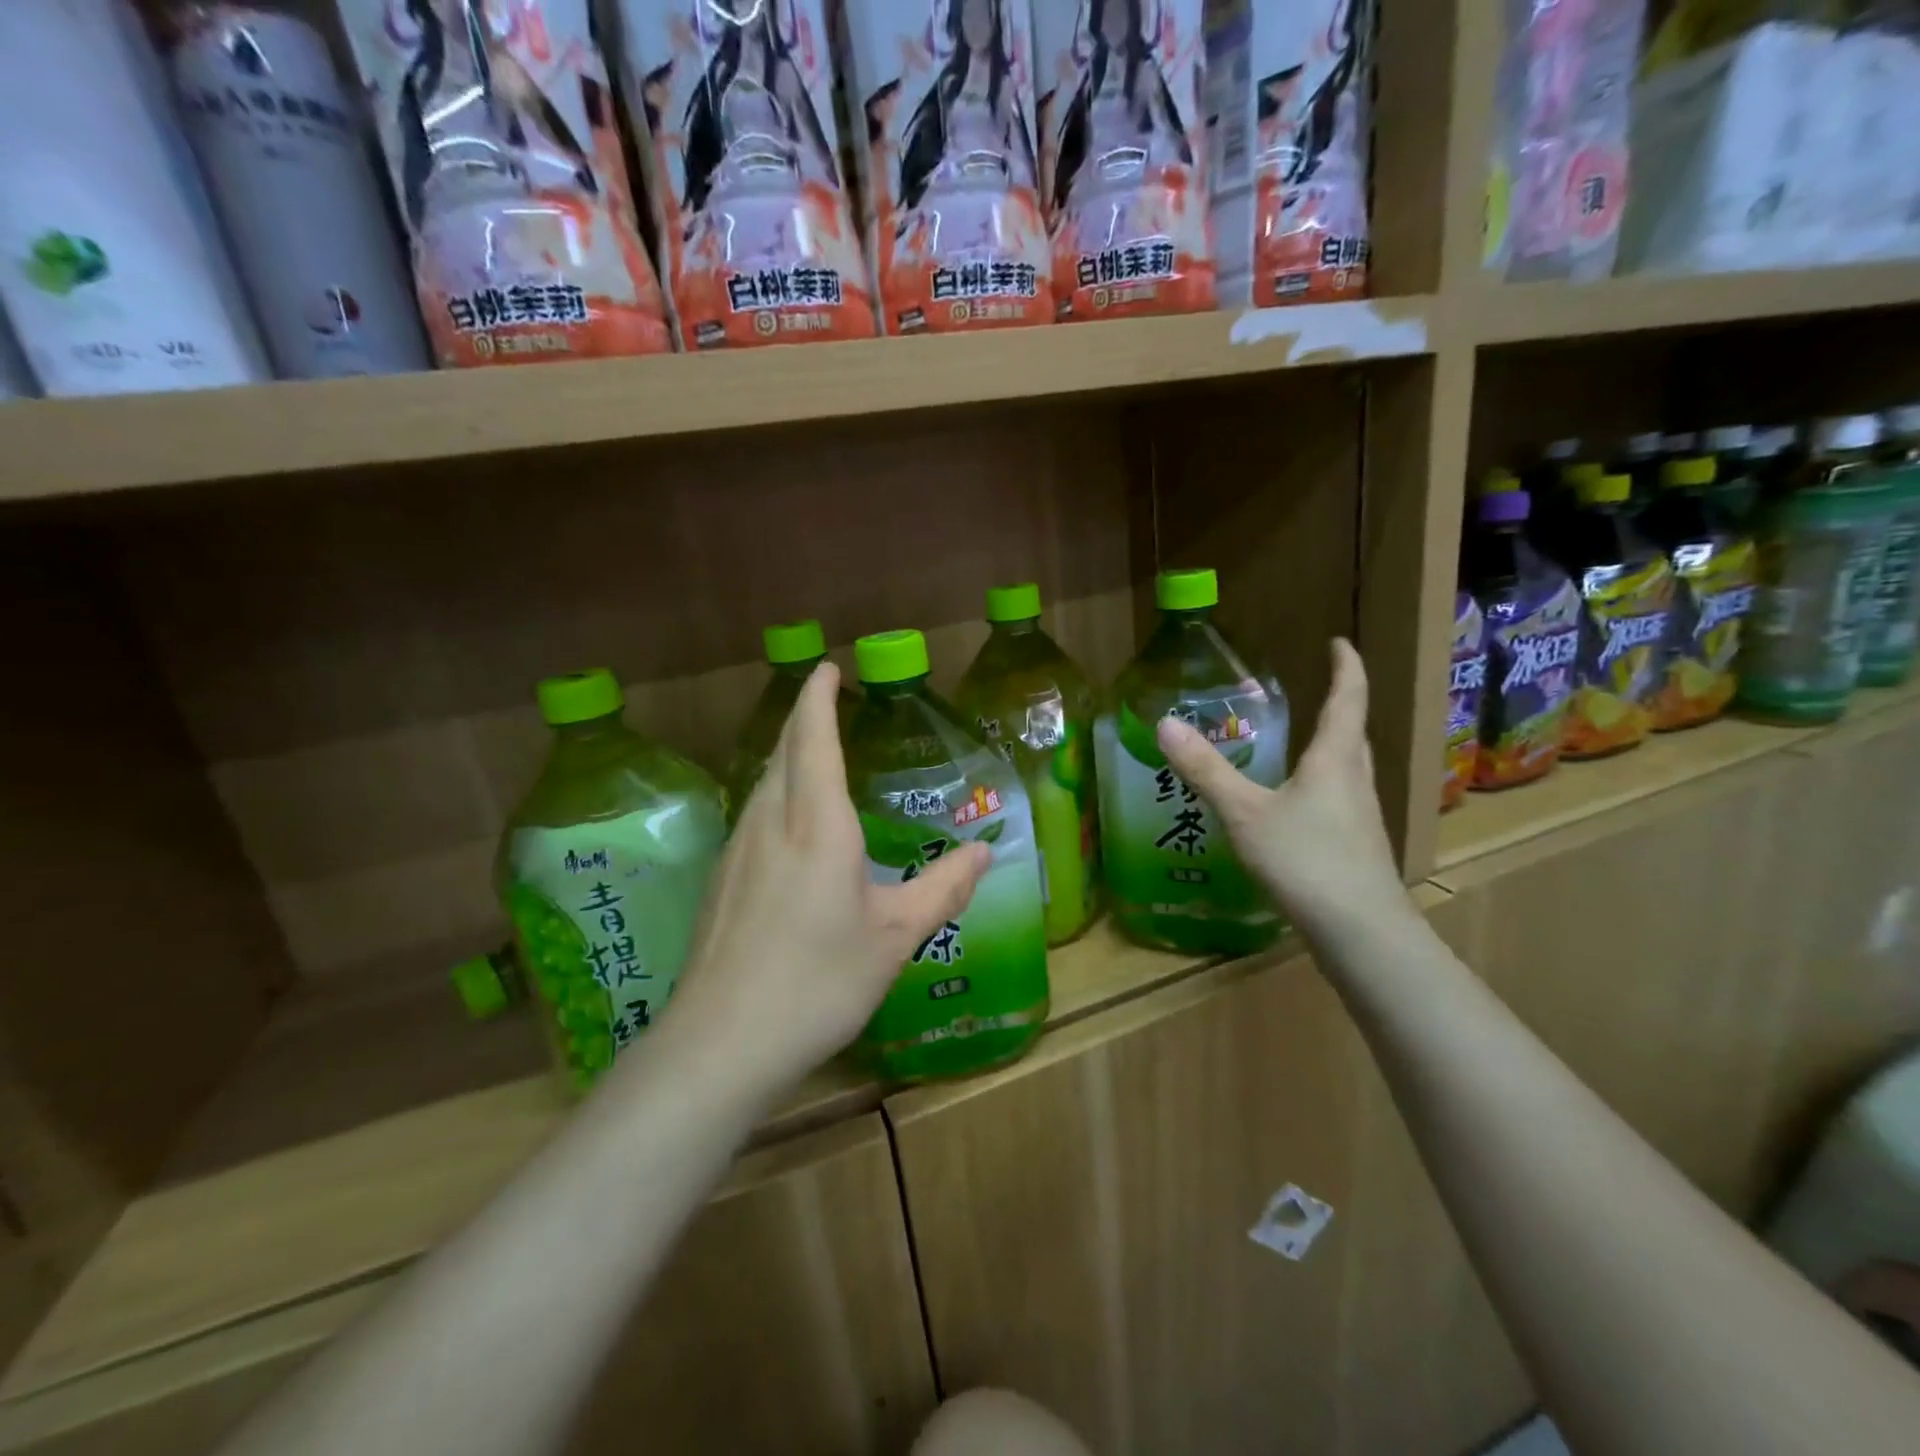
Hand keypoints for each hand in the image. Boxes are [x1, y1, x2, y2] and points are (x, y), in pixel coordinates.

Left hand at [662, 662, 989, 1098]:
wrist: (722, 1042)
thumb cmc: (819, 981)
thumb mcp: (896, 937)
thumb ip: (943, 888)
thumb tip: (985, 851)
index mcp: (817, 824)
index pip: (814, 737)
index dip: (819, 696)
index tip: (828, 668)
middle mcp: (770, 822)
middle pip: (783, 750)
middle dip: (804, 718)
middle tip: (828, 704)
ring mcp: (737, 850)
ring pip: (763, 781)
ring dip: (788, 755)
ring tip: (813, 754)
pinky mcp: (721, 880)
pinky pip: (753, 814)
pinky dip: (776, 793)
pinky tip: (789, 826)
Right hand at [1155, 638, 1408, 940]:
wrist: (1361, 933)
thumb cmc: (1306, 861)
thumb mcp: (1245, 813)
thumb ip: (1206, 770)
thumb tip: (1165, 724)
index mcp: (1335, 761)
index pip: (1347, 699)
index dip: (1346, 667)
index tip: (1340, 642)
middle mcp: (1356, 782)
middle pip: (1353, 735)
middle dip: (1340, 708)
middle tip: (1318, 692)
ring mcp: (1361, 818)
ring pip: (1349, 770)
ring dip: (1333, 750)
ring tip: (1303, 746)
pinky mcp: (1357, 849)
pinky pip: (1341, 801)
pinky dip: (1322, 788)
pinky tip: (1298, 809)